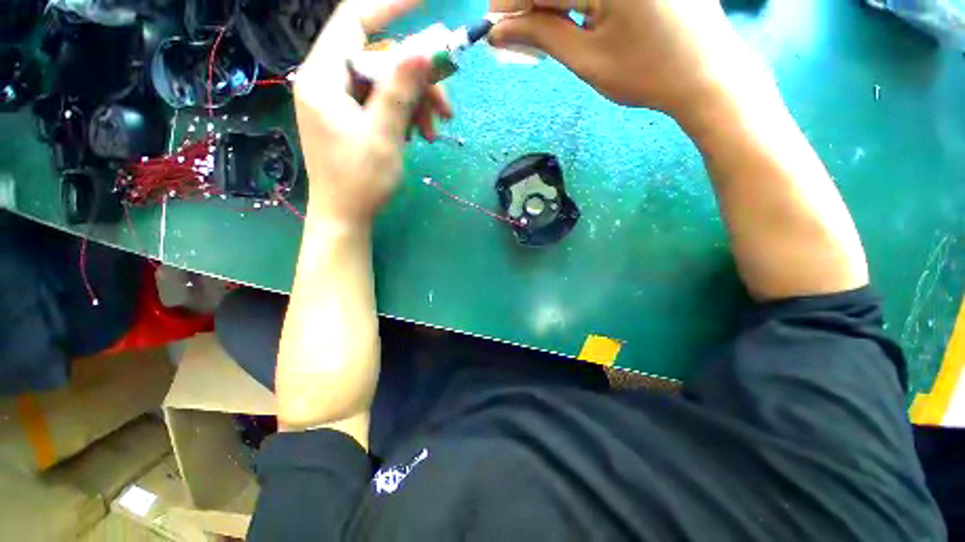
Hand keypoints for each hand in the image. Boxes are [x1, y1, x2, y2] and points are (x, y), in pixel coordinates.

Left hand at [294, 0, 452, 226]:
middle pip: (380, 59)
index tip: (425, 2)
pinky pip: (383, 102)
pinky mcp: (352, 117)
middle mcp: (328, 81)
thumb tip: (424, 47)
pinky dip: (406, 114)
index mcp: (323, 77)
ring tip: (435, 131)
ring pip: (386, 83)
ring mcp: (340, 100)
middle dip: (418, 80)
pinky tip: (420, 134)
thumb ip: (400, 89)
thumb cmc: (360, 181)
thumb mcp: (384, 135)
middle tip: (446, 108)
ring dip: (417, 103)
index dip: (390, 6)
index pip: (354, 21)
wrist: (346, 216)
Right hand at [488, 0, 761, 115]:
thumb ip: (541, 36)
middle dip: (532, 5)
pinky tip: (573, 17)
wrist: (706, 75)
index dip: (511, 4)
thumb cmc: (645, 74)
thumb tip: (499, 32)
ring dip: (554, 4)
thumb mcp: (587, 59)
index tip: (494, 28)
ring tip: (545, 30)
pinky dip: (577, 1)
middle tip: (520, 34)